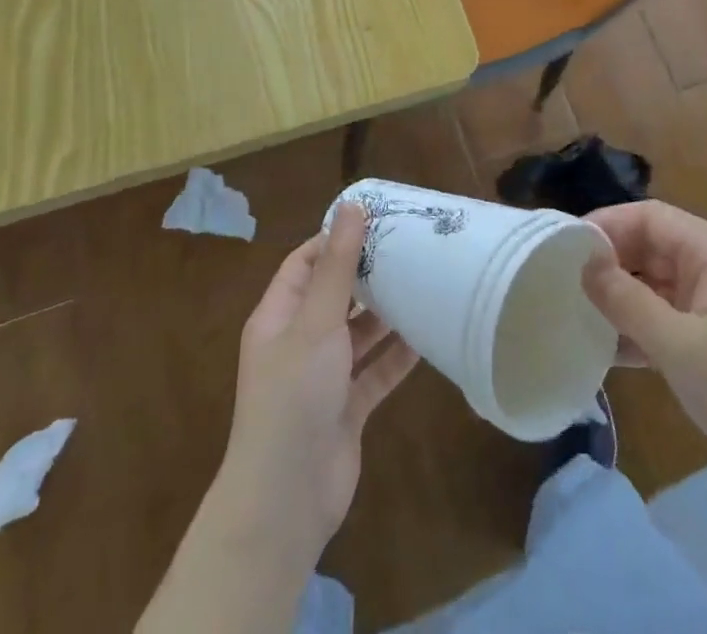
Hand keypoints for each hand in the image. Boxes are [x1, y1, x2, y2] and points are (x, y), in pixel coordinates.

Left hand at [215, 203, 419, 565]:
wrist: (286, 500)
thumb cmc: (294, 396)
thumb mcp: (316, 322)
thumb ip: (337, 266)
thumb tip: (351, 206)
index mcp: (279, 317)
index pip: (306, 263)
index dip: (336, 240)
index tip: (377, 221)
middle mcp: (299, 342)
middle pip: (334, 296)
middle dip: (367, 275)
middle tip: (410, 248)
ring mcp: (323, 378)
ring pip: (357, 334)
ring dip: (385, 314)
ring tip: (423, 283)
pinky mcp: (346, 408)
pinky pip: (375, 372)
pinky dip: (396, 356)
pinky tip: (427, 336)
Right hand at [582, 200, 706, 515]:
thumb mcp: (681, 345)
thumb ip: (627, 301)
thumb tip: (584, 264)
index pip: (649, 217)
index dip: (606, 225)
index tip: (564, 247)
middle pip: (651, 248)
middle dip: (609, 263)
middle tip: (562, 283)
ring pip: (656, 286)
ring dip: (620, 299)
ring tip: (574, 314)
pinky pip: (667, 320)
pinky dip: (639, 330)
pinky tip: (606, 351)